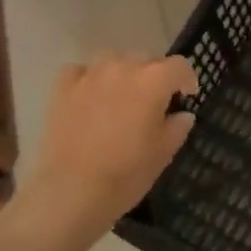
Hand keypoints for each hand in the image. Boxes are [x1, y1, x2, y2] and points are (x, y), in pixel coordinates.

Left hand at [25, 53, 198, 239]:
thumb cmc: (126, 174)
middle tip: (154, 102)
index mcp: (153, 81)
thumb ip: (177, 127)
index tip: (187, 96)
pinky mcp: (63, 87)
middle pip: (146, 59)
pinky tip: (90, 96)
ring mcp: (90, 75)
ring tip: (122, 96)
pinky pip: (81, 71)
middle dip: (155, 76)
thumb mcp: (163, 154)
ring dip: (123, 73)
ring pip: (113, 60)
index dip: (187, 79)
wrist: (72, 190)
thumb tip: (182, 114)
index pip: (179, 65)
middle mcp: (123, 68)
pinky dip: (90, 79)